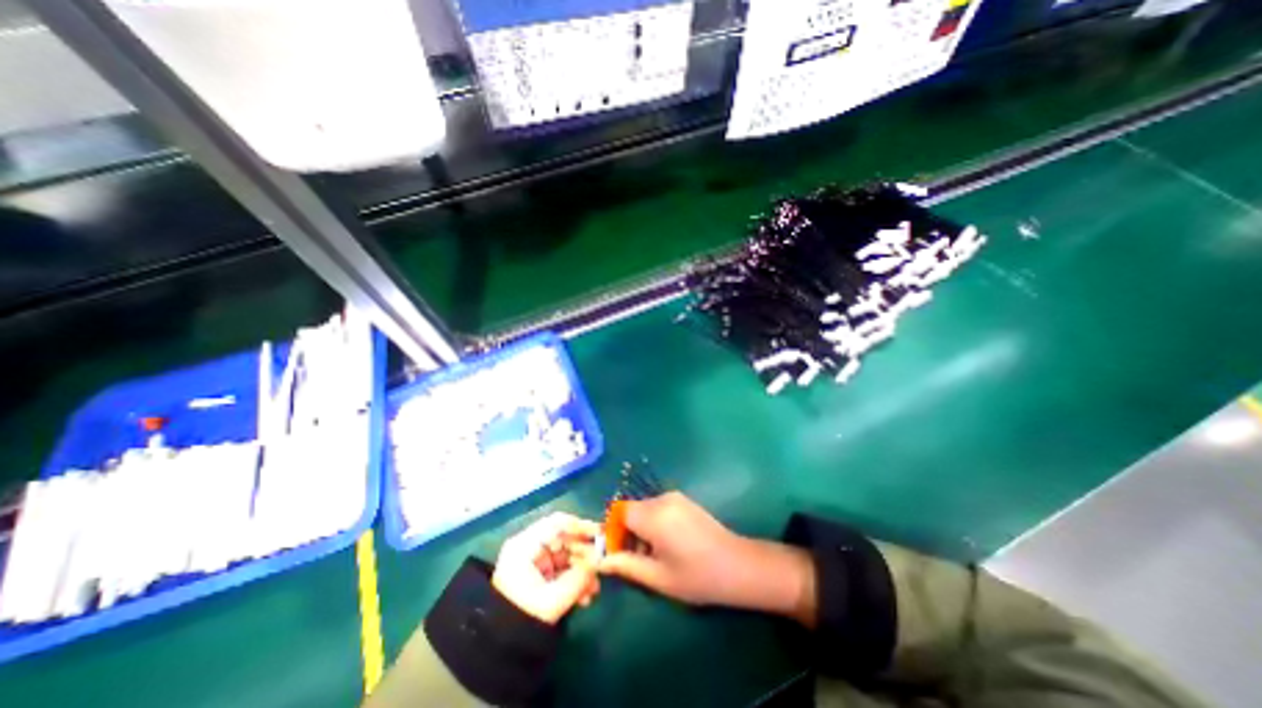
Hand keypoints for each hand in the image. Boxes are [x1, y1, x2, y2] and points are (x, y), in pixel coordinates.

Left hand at [489, 512, 602, 621]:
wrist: (497, 650)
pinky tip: (585, 597)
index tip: (601, 535)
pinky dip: (574, 580)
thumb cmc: (521, 618)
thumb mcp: (553, 600)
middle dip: (585, 555)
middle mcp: (529, 548)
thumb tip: (600, 561)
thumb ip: (579, 578)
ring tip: (594, 590)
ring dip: (582, 571)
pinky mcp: (538, 576)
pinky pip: (561, 570)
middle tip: (602, 568)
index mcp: (525, 545)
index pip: (557, 524)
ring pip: (566, 556)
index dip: (581, 526)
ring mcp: (534, 562)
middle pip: (564, 540)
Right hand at [594, 491, 813, 625]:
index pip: (619, 512)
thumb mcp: (658, 577)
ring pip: (644, 508)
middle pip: (631, 509)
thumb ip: (627, 565)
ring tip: (652, 555)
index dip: (613, 531)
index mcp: (653, 516)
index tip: (618, 553)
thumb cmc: (696, 576)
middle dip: (626, 531)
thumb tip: (600, 561)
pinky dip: (653, 522)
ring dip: (640, 527)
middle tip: (635, 559)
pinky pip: (658, 507)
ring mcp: (675, 497)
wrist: (737, 565)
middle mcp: (662, 499)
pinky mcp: (684, 500)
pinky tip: (667, 544)